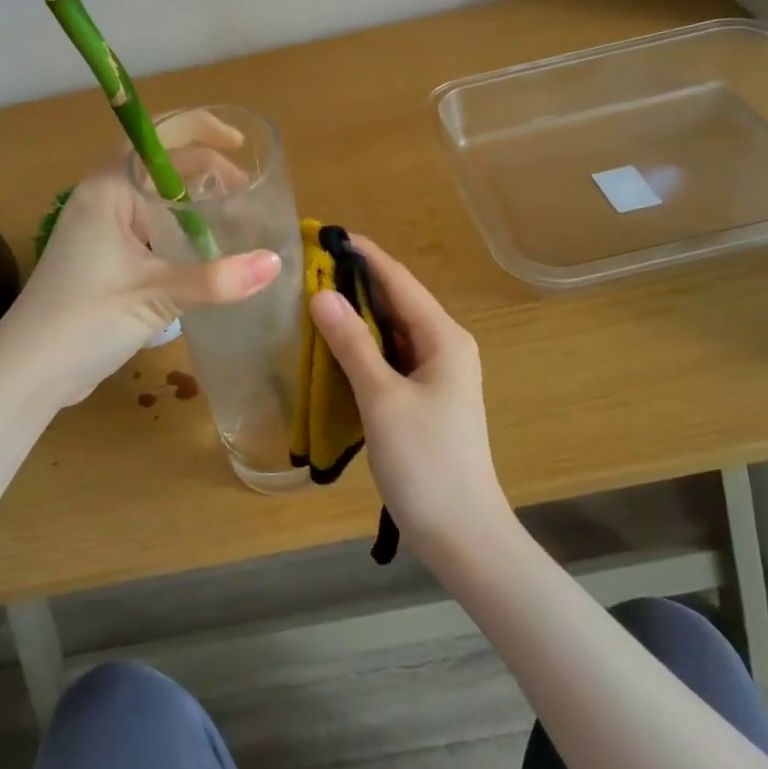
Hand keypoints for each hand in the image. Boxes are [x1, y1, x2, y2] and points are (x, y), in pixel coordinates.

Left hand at [0, 158, 279, 407]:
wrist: (27, 372)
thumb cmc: (84, 321)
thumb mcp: (154, 296)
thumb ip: (215, 279)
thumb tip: (275, 262)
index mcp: (108, 190)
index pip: (159, 140)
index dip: (202, 133)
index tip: (242, 147)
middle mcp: (101, 198)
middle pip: (158, 164)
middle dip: (203, 168)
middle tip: (245, 189)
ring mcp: (99, 228)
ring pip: (153, 196)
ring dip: (191, 198)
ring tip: (232, 211)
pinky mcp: (102, 257)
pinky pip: (147, 225)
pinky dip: (177, 225)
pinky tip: (202, 247)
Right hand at [307, 236, 510, 559]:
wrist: (462, 534)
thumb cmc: (426, 461)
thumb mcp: (382, 398)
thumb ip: (352, 343)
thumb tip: (321, 294)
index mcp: (444, 337)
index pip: (398, 280)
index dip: (362, 254)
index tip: (324, 234)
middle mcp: (444, 346)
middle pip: (395, 302)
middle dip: (353, 282)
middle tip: (305, 267)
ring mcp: (435, 373)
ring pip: (390, 331)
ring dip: (355, 315)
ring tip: (310, 298)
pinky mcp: (423, 398)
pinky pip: (388, 358)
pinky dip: (361, 347)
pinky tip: (330, 346)